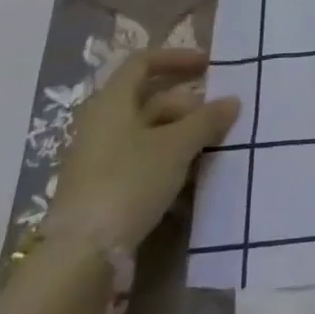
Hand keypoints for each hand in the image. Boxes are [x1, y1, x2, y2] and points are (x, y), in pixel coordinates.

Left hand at [49, 49, 239, 250]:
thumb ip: (207, 119)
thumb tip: (232, 100)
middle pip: (150, 99)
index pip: (143, 62)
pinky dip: (167, 161)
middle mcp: (101, 123)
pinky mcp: (102, 188)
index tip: (209, 66)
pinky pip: (141, 160)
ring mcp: (99, 157)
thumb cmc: (130, 181)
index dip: (176, 58)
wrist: (82, 255)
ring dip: (182, 135)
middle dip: (189, 105)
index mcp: (111, 102)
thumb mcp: (177, 146)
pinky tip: (191, 178)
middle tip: (220, 118)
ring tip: (212, 148)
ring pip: (148, 132)